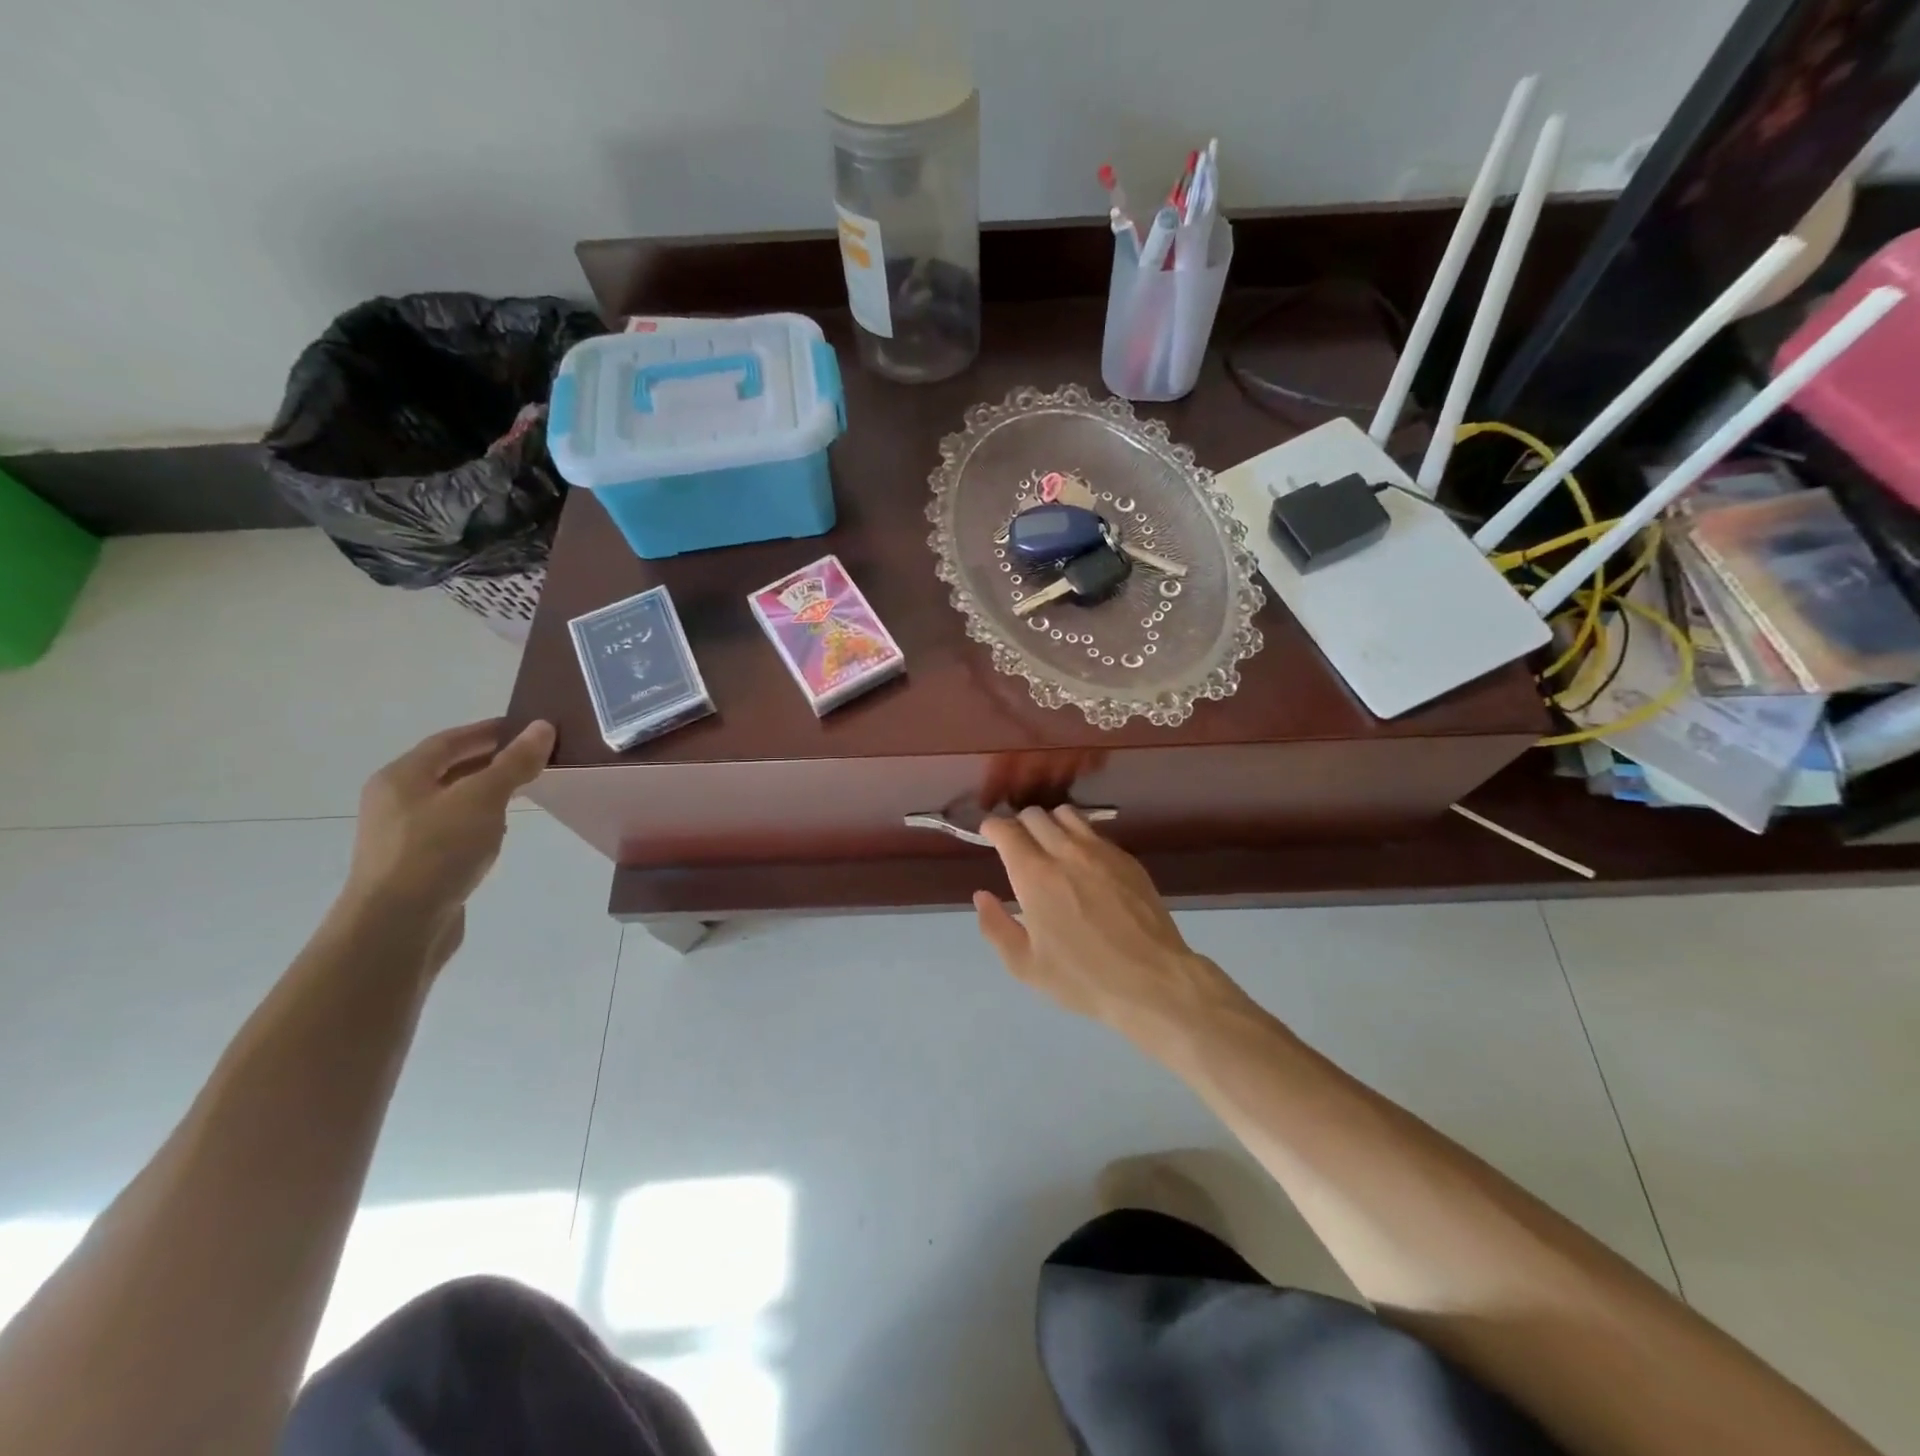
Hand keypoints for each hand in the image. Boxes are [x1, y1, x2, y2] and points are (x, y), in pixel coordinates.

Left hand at [341, 719, 555, 929]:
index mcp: (402, 777)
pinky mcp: (416, 866)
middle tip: (533, 757)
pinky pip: (452, 830)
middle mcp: (395, 802)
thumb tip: (543, 727)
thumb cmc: (437, 851)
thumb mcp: (483, 799)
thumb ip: (514, 763)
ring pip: (451, 801)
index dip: (488, 731)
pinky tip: (500, 832)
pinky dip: (479, 821)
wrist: (397, 927)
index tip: (526, 728)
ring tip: (524, 791)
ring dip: (485, 792)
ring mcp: (402, 837)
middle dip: (489, 760)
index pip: (449, 741)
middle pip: (447, 769)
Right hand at [974, 806, 1242, 1042]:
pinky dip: (1079, 837)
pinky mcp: (1127, 859)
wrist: (1152, 981)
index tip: (990, 835)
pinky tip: (1082, 863)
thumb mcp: (1026, 966)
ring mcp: (1101, 851)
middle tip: (1017, 845)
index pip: (1007, 830)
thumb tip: (982, 896)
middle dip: (1019, 824)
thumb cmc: (1083, 978)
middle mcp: (1066, 852)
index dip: (993, 828)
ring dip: (1050, 823)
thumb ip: (996, 927)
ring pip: (1067, 814)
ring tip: (1049, 846)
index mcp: (1035, 876)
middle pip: (1035, 815)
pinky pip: (1095, 832)